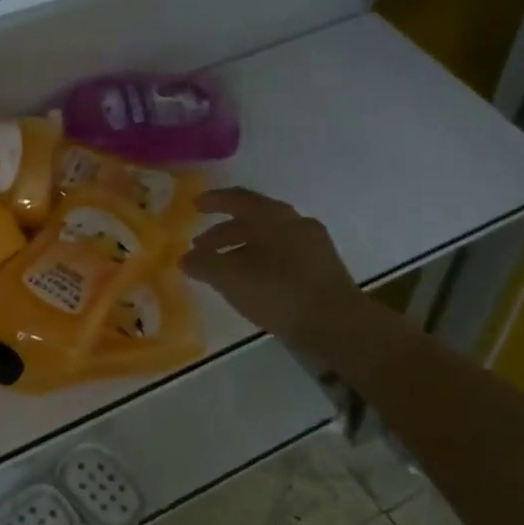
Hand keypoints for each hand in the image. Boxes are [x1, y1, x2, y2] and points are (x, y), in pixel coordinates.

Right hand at [184, 188, 366, 364]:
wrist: (338, 325)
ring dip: (241, 248)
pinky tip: (250, 282)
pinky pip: (282, 255)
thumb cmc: (280, 292)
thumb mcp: (231, 278)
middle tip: (201, 246)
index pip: (238, 199)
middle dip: (224, 232)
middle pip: (254, 220)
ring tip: (221, 268)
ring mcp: (313, 246)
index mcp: (274, 217)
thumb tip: (185, 258)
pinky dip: (259, 261)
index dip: (214, 201)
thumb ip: (203, 264)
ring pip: (269, 239)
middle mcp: (296, 224)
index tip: (195, 205)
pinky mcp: (322, 269)